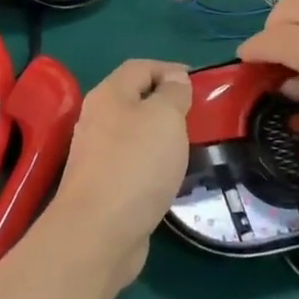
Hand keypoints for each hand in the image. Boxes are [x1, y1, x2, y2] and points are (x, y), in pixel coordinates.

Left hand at [49, 60, 192, 286]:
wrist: (99, 231)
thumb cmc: (136, 164)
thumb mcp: (165, 117)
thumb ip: (173, 93)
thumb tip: (175, 78)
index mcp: (109, 94)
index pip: (140, 67)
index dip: (170, 68)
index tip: (201, 84)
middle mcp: (97, 119)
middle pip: (134, 99)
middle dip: (167, 103)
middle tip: (199, 117)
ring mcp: (97, 154)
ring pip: (134, 134)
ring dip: (160, 136)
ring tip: (191, 147)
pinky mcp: (103, 186)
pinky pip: (133, 164)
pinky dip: (153, 164)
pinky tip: (171, 177)